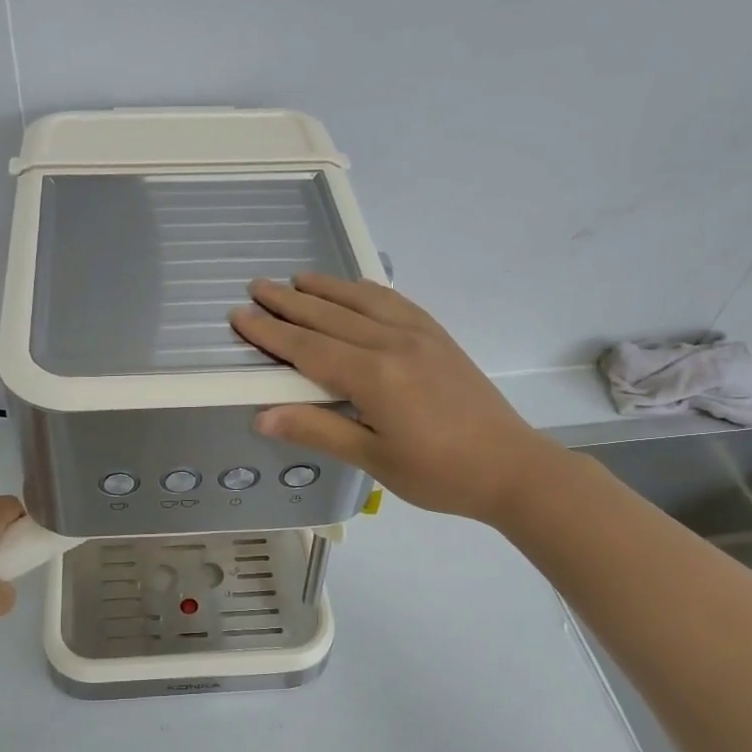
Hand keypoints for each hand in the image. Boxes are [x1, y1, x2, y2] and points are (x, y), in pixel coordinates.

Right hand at [231, 275, 560, 520]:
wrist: (512, 467)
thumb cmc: (438, 473)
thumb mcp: (373, 459)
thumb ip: (318, 429)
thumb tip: (262, 416)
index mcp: (373, 376)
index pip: (307, 347)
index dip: (270, 332)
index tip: (239, 316)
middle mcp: (393, 343)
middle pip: (329, 316)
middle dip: (288, 301)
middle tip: (256, 286)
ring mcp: (419, 335)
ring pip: (361, 301)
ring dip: (325, 288)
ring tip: (296, 278)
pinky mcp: (439, 337)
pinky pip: (395, 302)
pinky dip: (366, 291)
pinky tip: (356, 289)